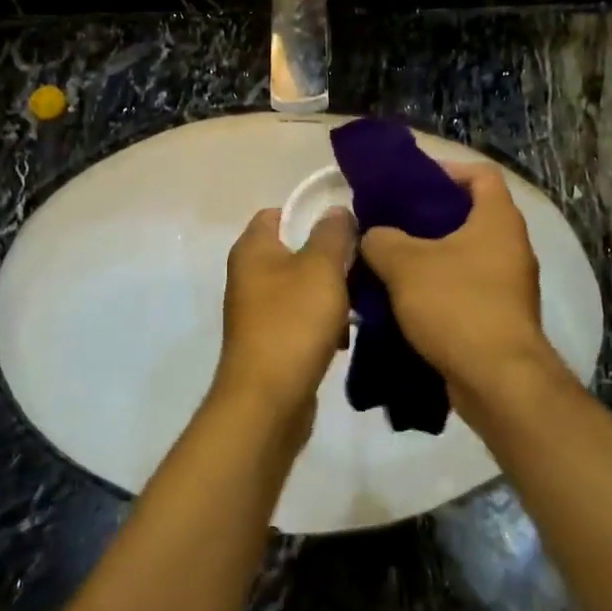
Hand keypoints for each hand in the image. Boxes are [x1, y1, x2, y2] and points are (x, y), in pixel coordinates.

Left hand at [213, 206, 356, 431]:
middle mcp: (249, 274)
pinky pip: (301, 318)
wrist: (267, 400)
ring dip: (331, 292)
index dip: (312, 213)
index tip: (347, 224)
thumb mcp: (321, 268)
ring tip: (360, 302)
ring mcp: (258, 309)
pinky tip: (345, 336)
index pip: (279, 212)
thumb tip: (336, 210)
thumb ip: (332, 233)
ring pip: (302, 286)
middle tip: (362, 264)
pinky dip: (322, 322)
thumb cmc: (292, 322)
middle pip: (295, 249)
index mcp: (253, 248)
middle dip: (330, 256)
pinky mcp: (271, 340)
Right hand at [360, 163, 557, 408]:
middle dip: (427, 217)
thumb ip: (381, 240)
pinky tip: (402, 299)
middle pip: (469, 215)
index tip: (410, 182)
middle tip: (389, 221)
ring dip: (429, 256)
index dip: (445, 170)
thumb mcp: (405, 265)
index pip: (480, 174)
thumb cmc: (456, 306)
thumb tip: (373, 235)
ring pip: (464, 255)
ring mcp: (509, 285)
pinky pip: (465, 288)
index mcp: (498, 220)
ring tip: (388, 260)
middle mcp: (511, 246)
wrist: (497, 381)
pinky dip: (437, 288)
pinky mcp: (500, 317)